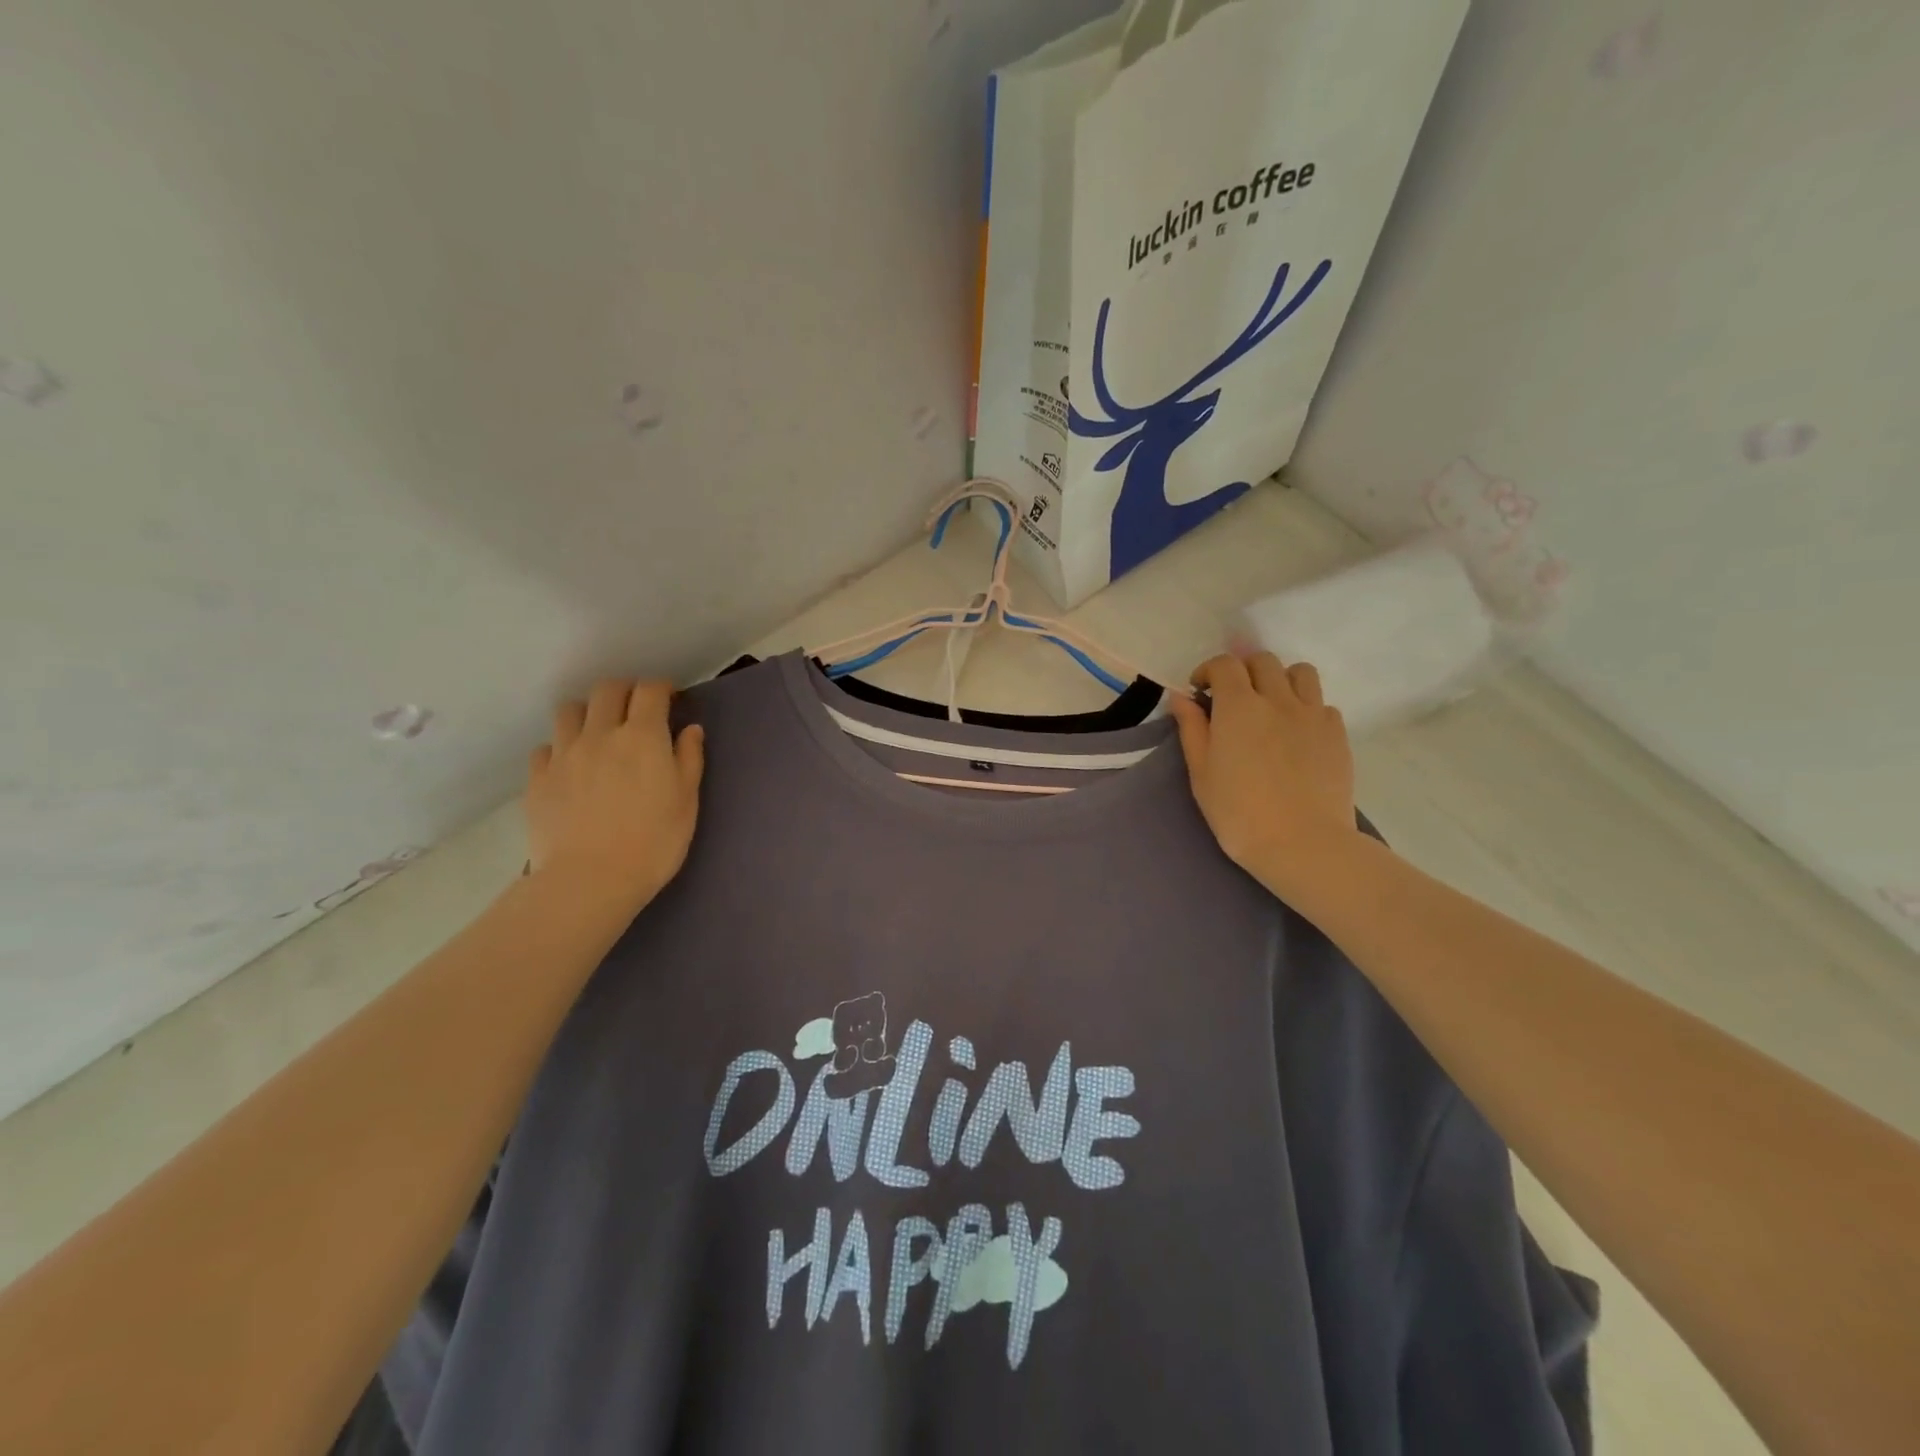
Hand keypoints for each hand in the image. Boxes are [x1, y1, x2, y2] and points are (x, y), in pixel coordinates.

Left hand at [525, 680, 704, 912]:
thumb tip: (690, 729)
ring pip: (569, 710)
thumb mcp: (687, 802)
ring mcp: (564, 754)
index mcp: (643, 737)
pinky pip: (546, 747)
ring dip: (587, 711)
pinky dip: (560, 748)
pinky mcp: (538, 778)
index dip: (661, 687)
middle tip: (635, 707)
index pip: (650, 691)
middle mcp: (600, 734)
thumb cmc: (653, 843)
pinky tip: (570, 765)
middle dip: (625, 690)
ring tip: (597, 730)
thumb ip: (689, 759)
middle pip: (607, 690)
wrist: (590, 880)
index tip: (669, 697)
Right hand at [1169, 651, 1363, 906]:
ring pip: (1300, 673)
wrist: (1303, 844)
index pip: (1225, 665)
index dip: (1209, 671)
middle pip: (1263, 661)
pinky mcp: (1337, 734)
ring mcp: (1313, 714)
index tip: (1200, 691)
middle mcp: (1278, 699)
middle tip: (1233, 697)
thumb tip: (1182, 698)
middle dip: (1243, 671)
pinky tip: (1296, 734)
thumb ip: (1192, 730)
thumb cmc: (1239, 813)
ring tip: (1271, 705)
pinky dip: (1306, 708)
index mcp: (1239, 707)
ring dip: (1280, 680)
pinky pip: (1322, 704)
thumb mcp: (1202, 774)